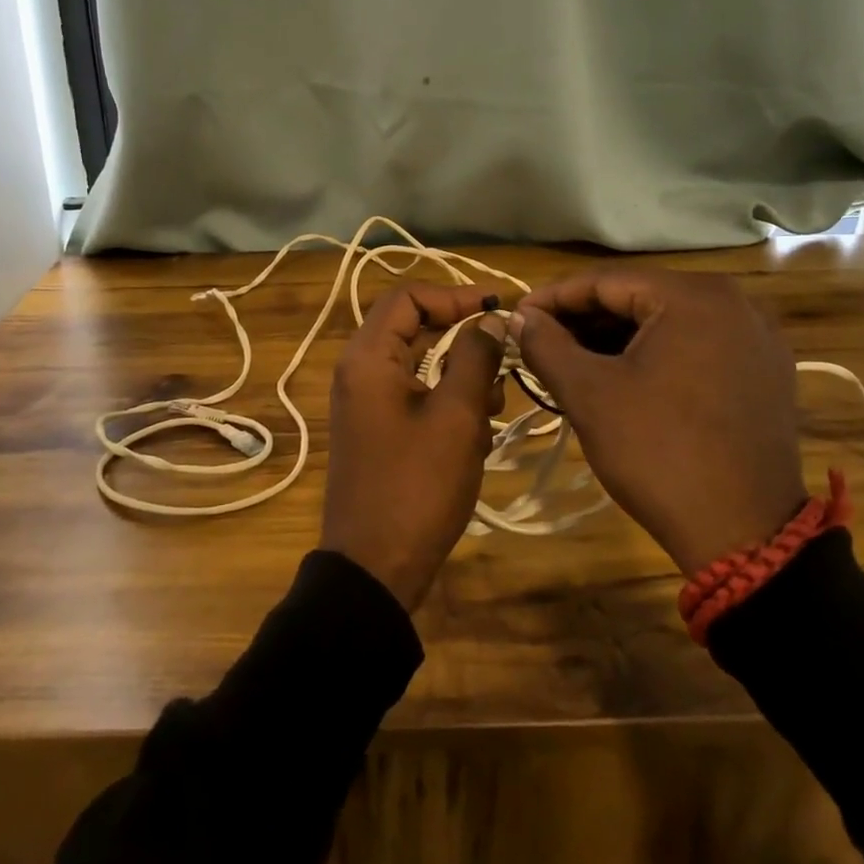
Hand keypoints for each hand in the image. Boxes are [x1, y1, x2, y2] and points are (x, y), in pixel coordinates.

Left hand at [322, 283, 507, 610]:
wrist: (375, 568)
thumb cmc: (417, 486)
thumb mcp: (456, 417)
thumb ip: (474, 358)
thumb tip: (488, 318)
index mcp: (368, 358)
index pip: (408, 297)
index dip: (454, 295)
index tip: (497, 310)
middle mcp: (360, 371)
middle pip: (414, 329)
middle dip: (463, 341)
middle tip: (502, 362)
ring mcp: (367, 403)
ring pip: (420, 365)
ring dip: (460, 377)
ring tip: (491, 408)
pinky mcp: (378, 430)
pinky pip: (415, 396)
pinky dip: (447, 404)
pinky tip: (475, 435)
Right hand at [512, 268, 804, 577]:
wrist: (744, 534)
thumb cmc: (658, 452)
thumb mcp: (589, 394)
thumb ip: (546, 344)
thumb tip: (519, 317)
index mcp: (694, 296)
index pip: (605, 281)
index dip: (553, 298)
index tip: (517, 317)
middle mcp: (735, 301)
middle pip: (639, 297)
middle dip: (584, 319)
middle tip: (539, 341)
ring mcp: (756, 337)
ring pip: (666, 322)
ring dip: (615, 337)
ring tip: (570, 360)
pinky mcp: (764, 371)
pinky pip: (695, 345)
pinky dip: (653, 354)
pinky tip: (619, 375)